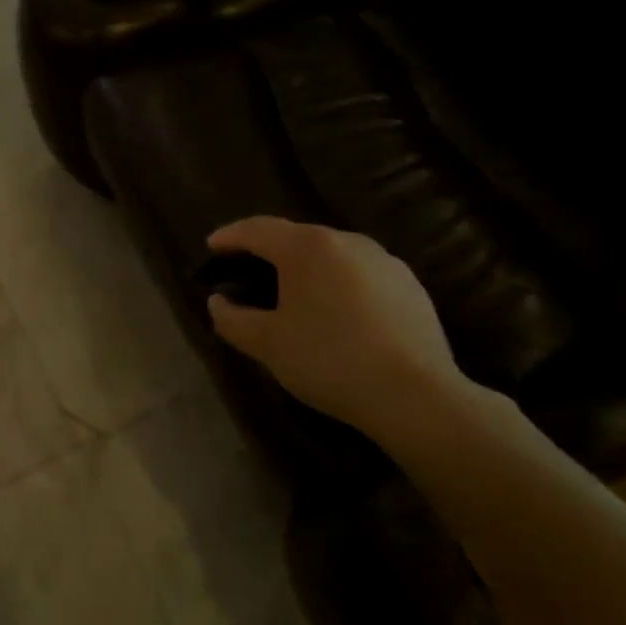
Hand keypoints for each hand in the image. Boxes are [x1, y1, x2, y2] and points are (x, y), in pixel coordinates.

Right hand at [205, 217, 481, 444]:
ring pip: (331, 255)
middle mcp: (348, 241)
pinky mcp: (409, 285)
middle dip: (267, 252)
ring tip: (291, 295)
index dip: (230, 236)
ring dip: (305, 268)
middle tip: (247, 273)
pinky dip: (337, 284)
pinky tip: (335, 314)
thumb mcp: (267, 344)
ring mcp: (384, 261)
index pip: (258, 229)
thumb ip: (232, 319)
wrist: (414, 394)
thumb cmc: (329, 361)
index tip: (211, 246)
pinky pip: (359, 274)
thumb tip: (218, 302)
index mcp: (308, 248)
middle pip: (296, 237)